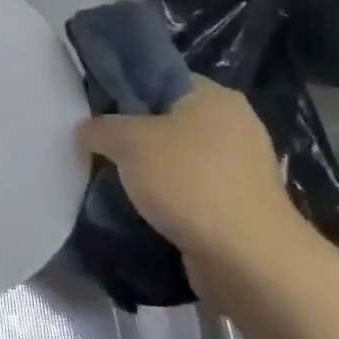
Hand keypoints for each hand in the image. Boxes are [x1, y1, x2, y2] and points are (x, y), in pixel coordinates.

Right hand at [77, 77, 306, 287]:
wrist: (251, 262)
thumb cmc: (190, 182)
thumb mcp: (128, 141)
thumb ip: (100, 127)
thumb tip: (86, 130)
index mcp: (214, 95)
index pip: (158, 76)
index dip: (123, 89)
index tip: (95, 110)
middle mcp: (234, 123)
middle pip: (167, 117)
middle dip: (134, 134)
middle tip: (101, 145)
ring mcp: (242, 167)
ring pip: (179, 156)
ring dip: (151, 169)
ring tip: (117, 179)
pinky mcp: (241, 205)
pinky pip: (193, 188)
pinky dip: (170, 196)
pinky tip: (144, 207)